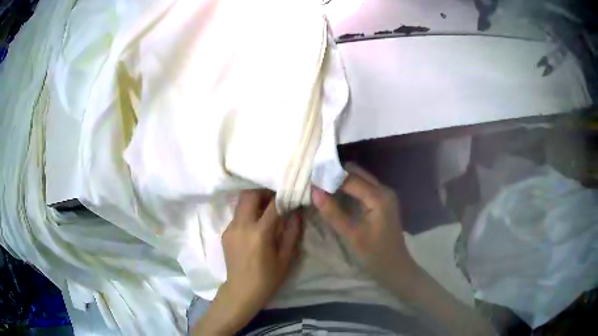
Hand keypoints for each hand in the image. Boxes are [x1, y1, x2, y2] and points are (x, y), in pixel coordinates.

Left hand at [222, 189, 301, 308]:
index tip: (290, 192)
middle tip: (275, 197)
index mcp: (260, 233)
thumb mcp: (286, 257)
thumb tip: (297, 211)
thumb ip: (292, 232)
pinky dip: (248, 213)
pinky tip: (255, 224)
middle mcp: (242, 225)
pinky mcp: (225, 232)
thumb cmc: (268, 277)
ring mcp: (230, 228)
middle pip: (249, 194)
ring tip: (266, 209)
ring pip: (241, 202)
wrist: (242, 290)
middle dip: (263, 191)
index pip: (273, 204)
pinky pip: (237, 215)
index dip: (283, 195)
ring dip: (254, 200)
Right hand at [311, 164, 417, 291]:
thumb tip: (314, 192)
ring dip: (342, 179)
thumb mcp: (351, 235)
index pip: (350, 178)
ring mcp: (385, 194)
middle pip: (356, 172)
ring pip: (360, 177)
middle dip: (335, 174)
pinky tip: (336, 194)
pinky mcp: (383, 200)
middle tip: (316, 182)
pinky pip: (364, 186)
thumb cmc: (374, 253)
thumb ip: (333, 212)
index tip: (310, 180)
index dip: (329, 177)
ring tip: (322, 187)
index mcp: (379, 197)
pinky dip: (349, 187)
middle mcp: (384, 190)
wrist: (395, 266)